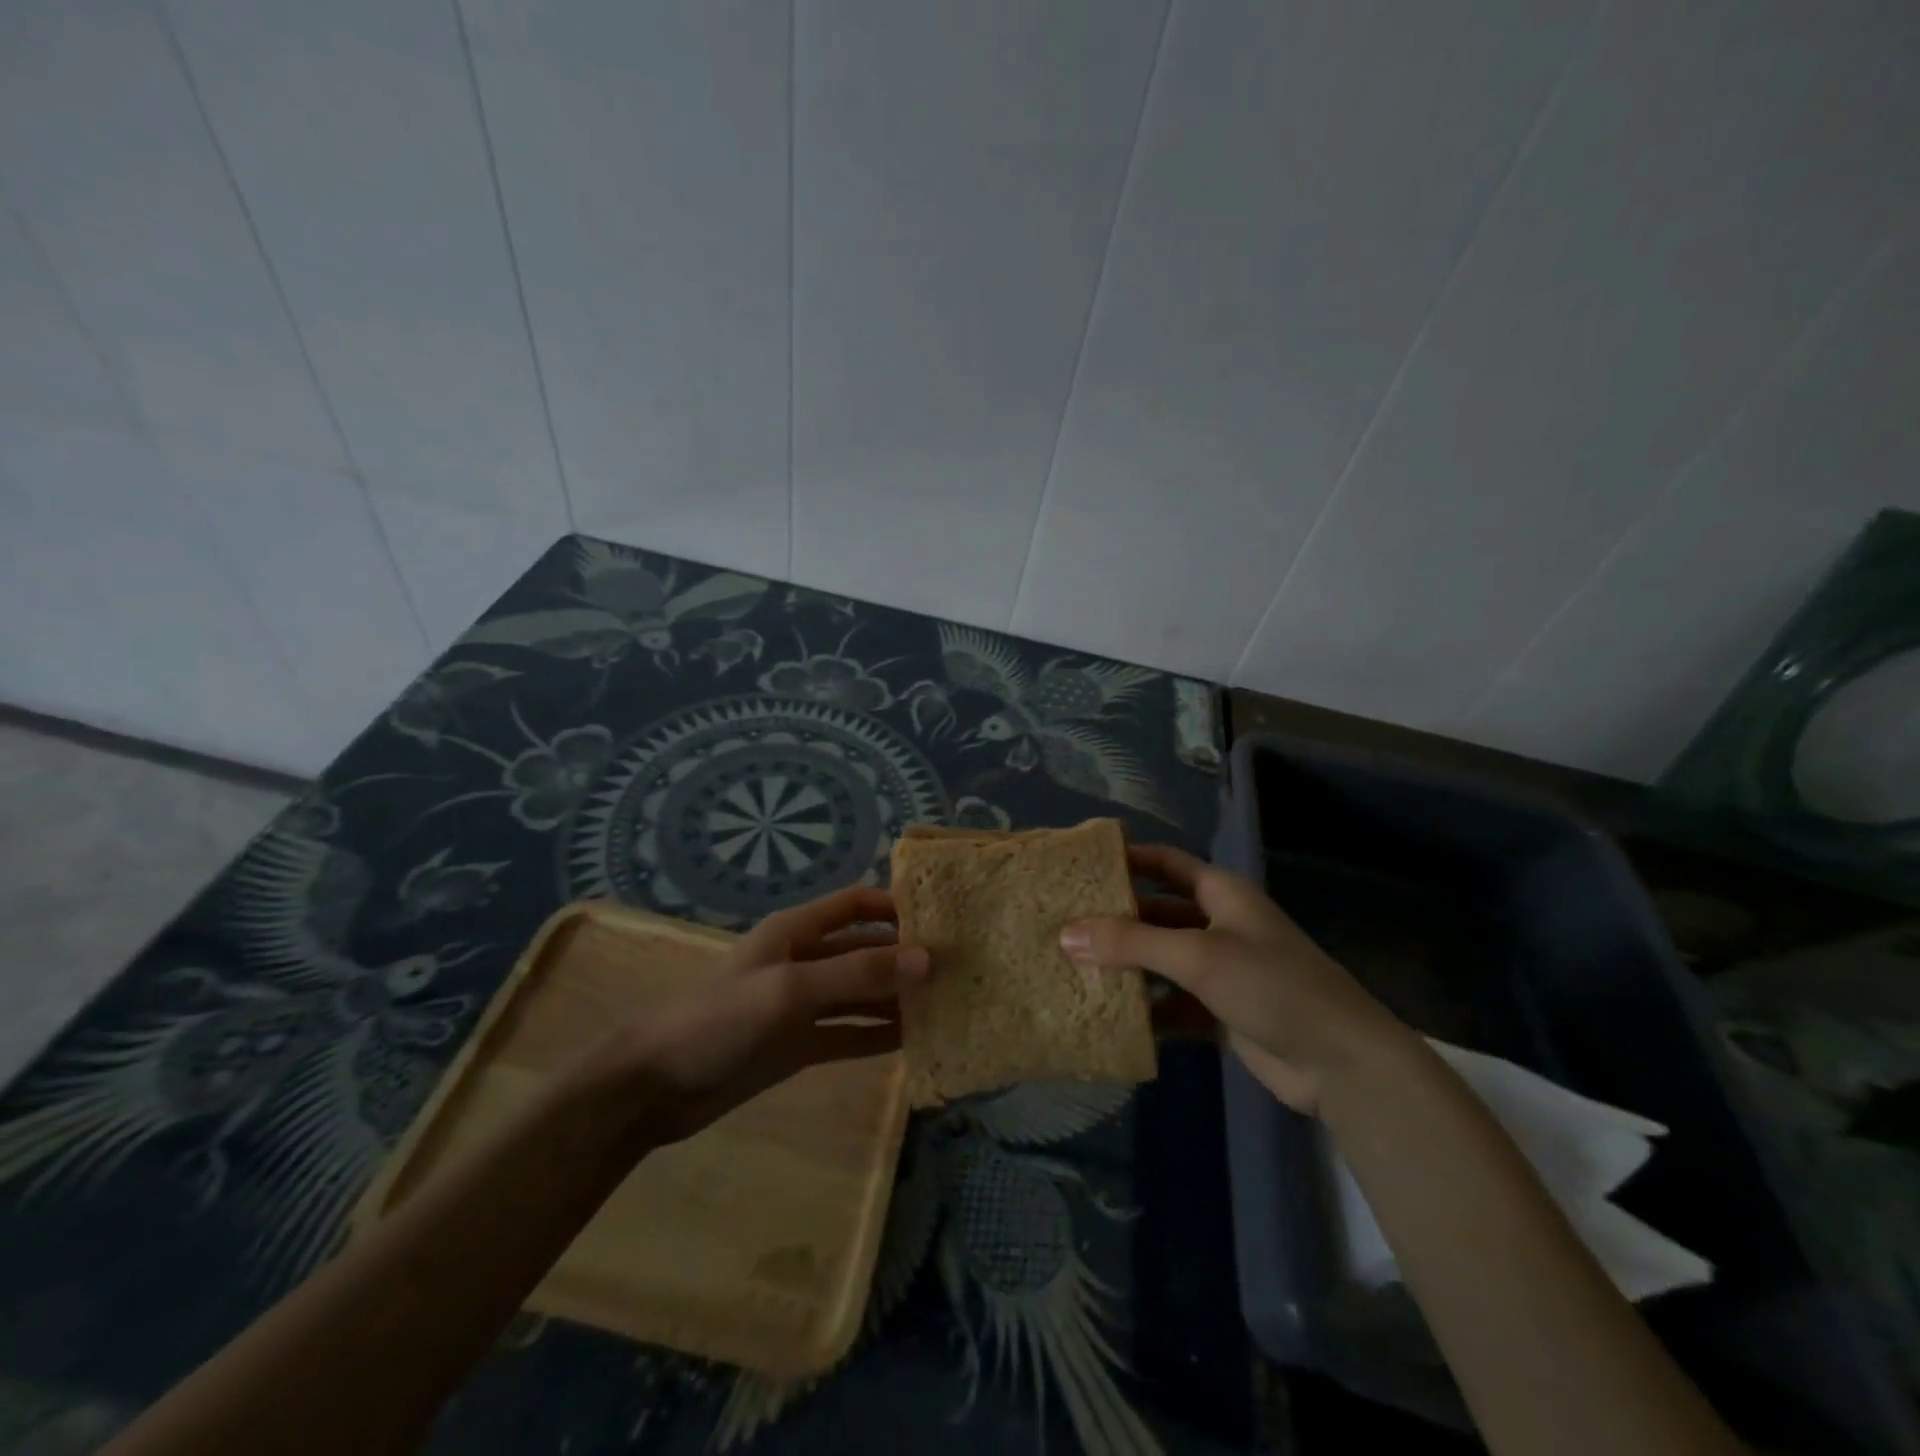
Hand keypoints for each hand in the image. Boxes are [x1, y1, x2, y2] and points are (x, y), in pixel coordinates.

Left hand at [585, 887, 927, 1143]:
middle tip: (957, 969)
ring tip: (946, 1004)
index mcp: (797, 931)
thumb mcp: (790, 989)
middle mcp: (804, 960)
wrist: (655, 1085)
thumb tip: (926, 959)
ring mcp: (802, 1004)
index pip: (856, 904)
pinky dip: (878, 1034)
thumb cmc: (719, 1019)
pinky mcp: (799, 1043)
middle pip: (865, 949)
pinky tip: (914, 1040)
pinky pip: (849, 1033)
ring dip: (897, 997)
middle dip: (904, 956)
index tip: (942, 918)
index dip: (895, 905)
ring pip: (861, 993)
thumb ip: (857, 973)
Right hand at [1060, 845, 1404, 1111]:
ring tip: (1073, 968)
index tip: (1082, 863)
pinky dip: (1146, 1009)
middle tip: (1064, 923)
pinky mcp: (1220, 1012)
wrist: (1340, 1062)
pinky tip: (1109, 1016)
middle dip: (1116, 918)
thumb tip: (1066, 934)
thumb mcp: (1197, 955)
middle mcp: (1219, 925)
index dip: (1129, 858)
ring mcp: (1221, 971)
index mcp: (1221, 894)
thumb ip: (1131, 943)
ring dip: (1127, 966)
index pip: (1167, 863)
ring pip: (1161, 960)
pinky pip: (1172, 1003)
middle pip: (1157, 912)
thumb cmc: (1271, 985)